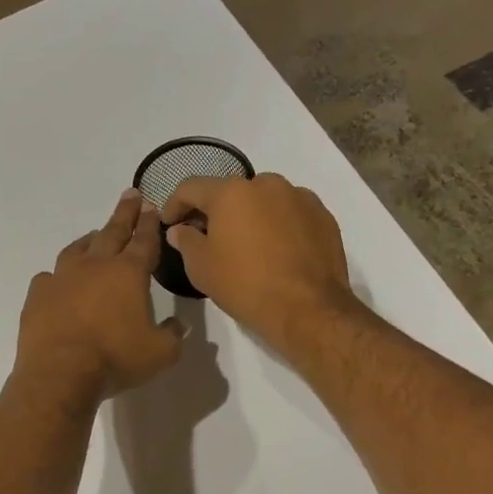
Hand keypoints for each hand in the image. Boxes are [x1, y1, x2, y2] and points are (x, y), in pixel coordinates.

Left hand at [16, 191, 183, 401]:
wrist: (60, 373)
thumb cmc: (115, 359)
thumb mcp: (160, 353)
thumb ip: (173, 335)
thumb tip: (177, 325)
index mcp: (128, 273)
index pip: (143, 240)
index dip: (149, 223)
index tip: (150, 206)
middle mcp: (95, 266)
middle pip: (112, 232)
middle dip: (124, 213)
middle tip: (130, 195)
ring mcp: (62, 277)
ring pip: (78, 248)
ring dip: (90, 239)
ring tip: (94, 235)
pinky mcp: (38, 294)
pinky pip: (49, 277)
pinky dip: (58, 276)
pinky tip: (58, 281)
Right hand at [163, 173, 357, 352]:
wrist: (308, 309)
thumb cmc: (244, 285)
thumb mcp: (201, 267)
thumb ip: (185, 241)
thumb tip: (180, 229)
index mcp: (231, 192)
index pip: (191, 187)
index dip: (174, 204)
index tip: (170, 224)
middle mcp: (266, 184)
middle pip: (230, 191)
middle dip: (214, 210)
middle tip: (206, 236)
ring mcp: (299, 197)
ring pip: (263, 199)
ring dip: (248, 215)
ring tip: (245, 243)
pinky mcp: (322, 215)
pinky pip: (290, 212)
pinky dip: (277, 224)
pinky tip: (275, 250)